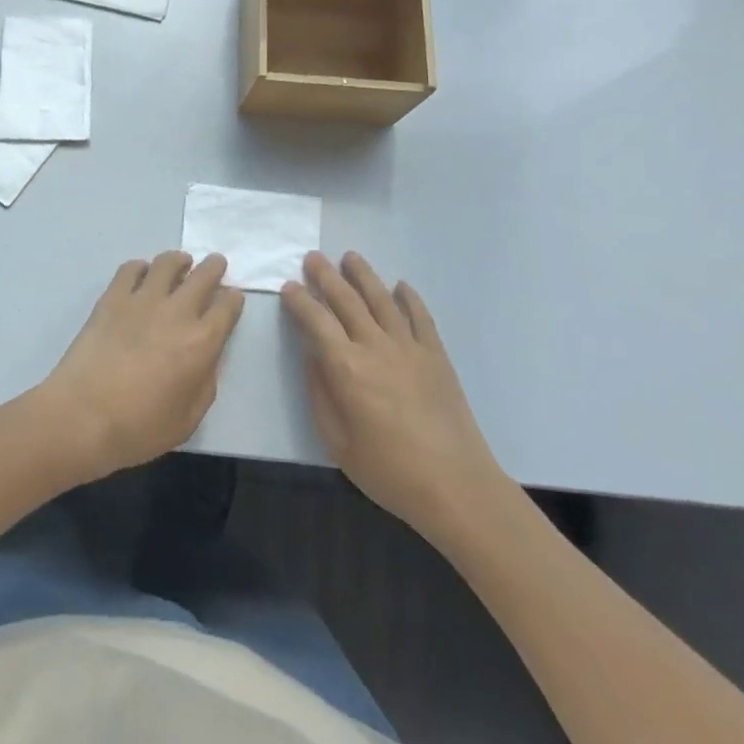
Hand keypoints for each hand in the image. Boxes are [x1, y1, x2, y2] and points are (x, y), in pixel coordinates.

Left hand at [38, 251, 244, 480]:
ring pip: (168, 263)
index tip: (231, 298)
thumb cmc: (139, 428)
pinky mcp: (113, 297)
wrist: (83, 416)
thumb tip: (208, 356)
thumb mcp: (189, 419)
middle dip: (214, 267)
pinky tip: (142, 275)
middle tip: (215, 265)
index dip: (233, 299)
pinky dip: (141, 267)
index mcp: (201, 342)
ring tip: (181, 264)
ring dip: (179, 260)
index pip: (227, 306)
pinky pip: (131, 268)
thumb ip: (206, 382)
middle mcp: (177, 312)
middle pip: (204, 275)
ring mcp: (142, 299)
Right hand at [281, 251, 505, 538]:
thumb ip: (320, 394)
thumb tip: (314, 358)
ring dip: (363, 275)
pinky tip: (400, 286)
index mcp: (346, 367)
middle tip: (312, 257)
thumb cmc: (389, 471)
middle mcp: (375, 346)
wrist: (456, 486)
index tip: (288, 286)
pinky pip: (420, 316)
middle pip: (346, 300)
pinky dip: (409, 297)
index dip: (299, 300)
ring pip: (381, 299)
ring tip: (350, 257)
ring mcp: (409, 346)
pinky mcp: (436, 354)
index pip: (316, 321)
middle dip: (326, 276)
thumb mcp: (337, 442)